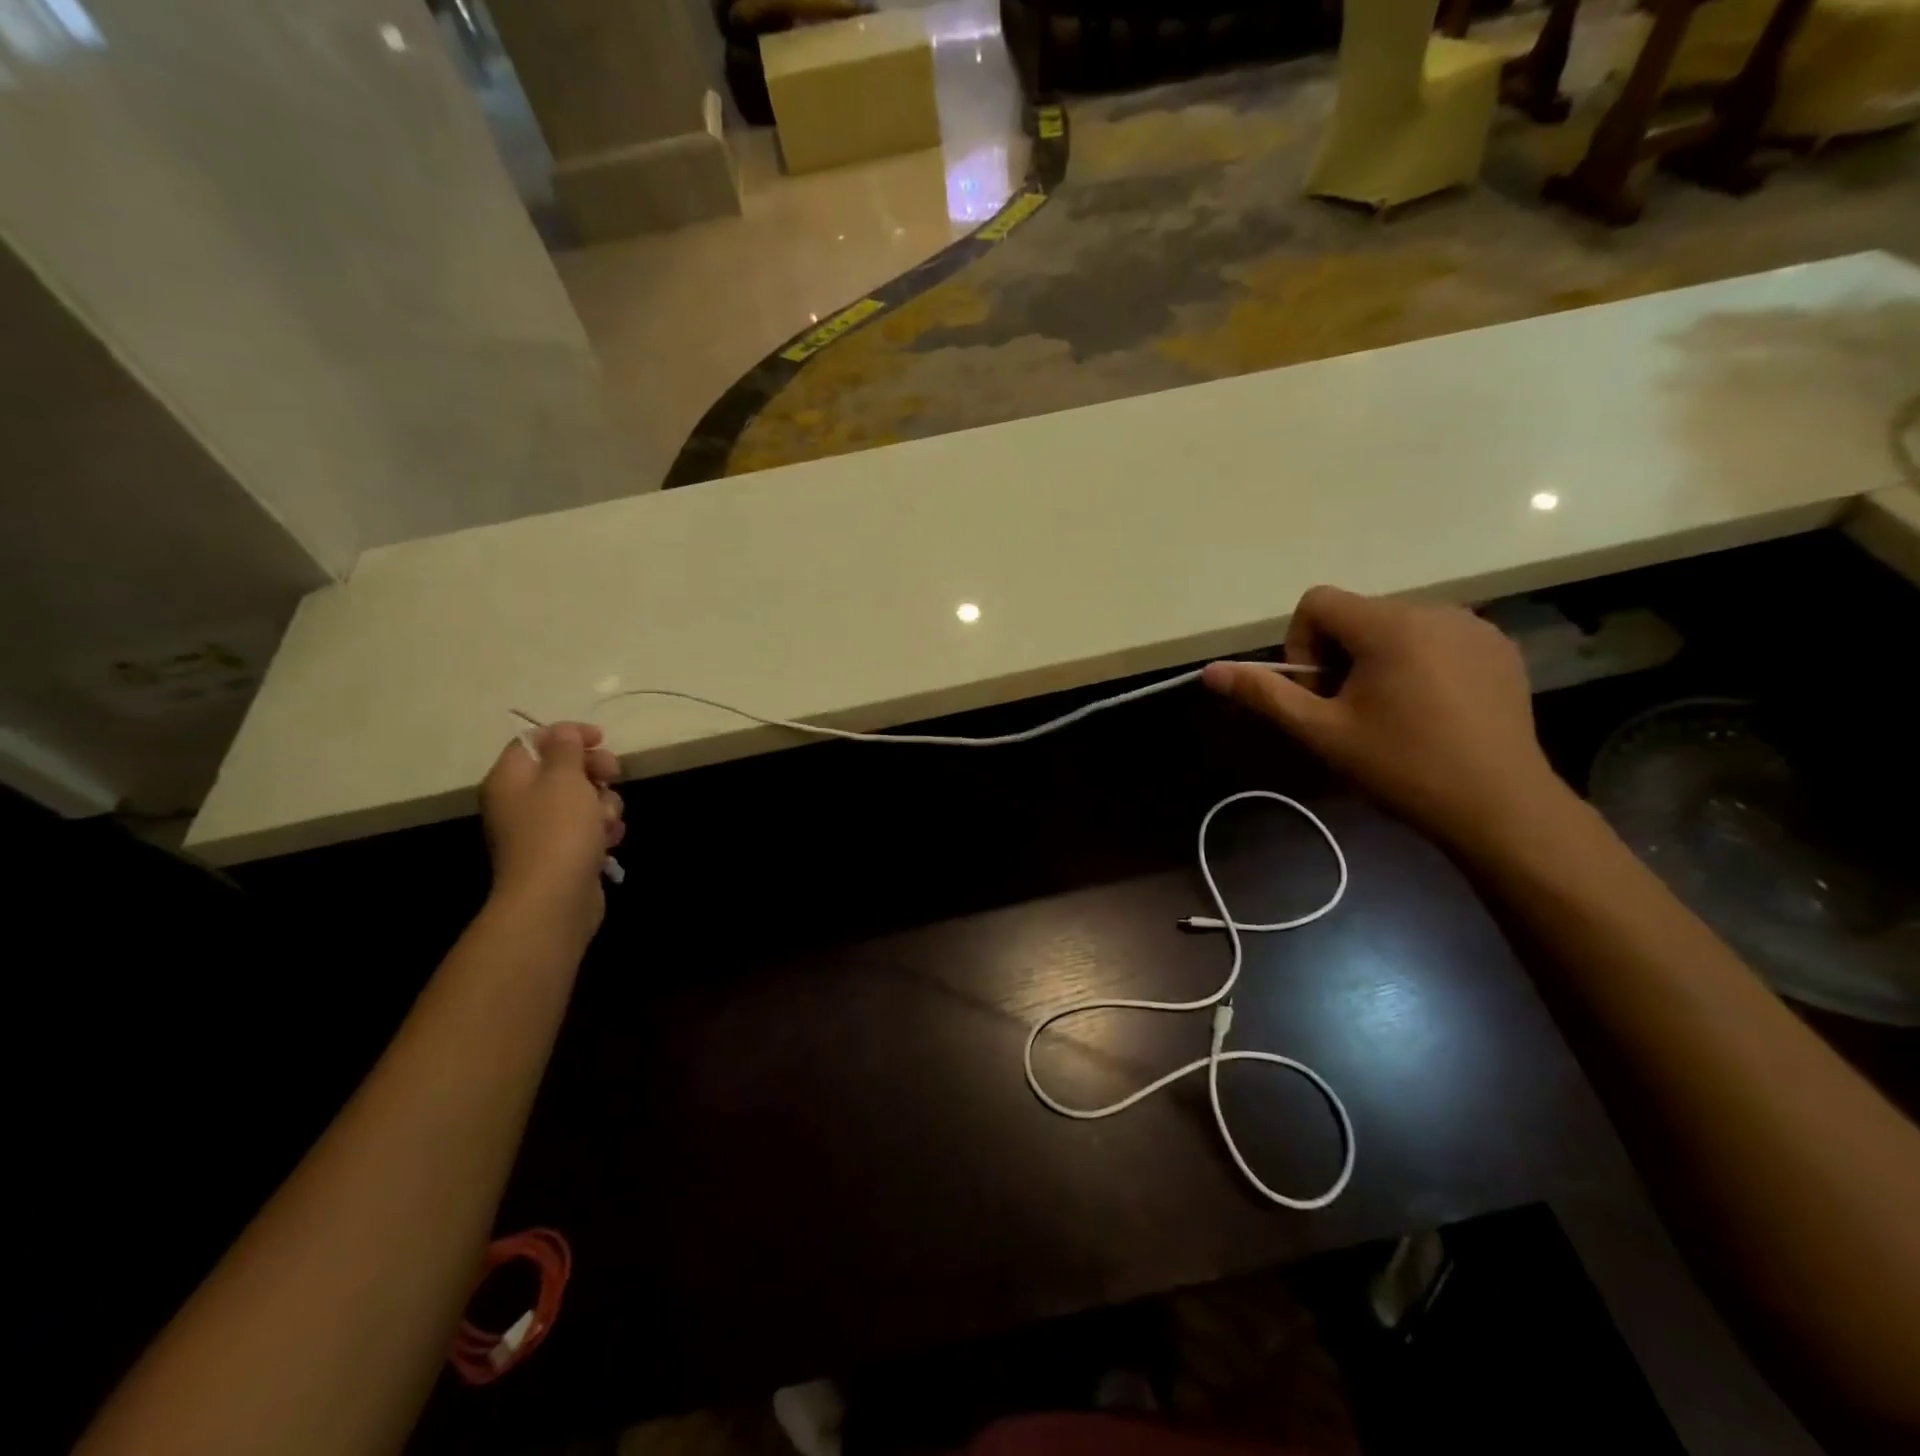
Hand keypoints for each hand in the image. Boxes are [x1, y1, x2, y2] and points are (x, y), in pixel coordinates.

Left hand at [480, 722, 624, 939]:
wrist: (554, 900)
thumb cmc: (558, 831)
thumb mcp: (564, 779)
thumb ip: (565, 749)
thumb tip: (562, 732)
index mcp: (510, 780)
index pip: (534, 742)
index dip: (568, 735)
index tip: (601, 739)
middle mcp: (520, 802)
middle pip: (563, 770)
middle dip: (594, 771)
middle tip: (612, 775)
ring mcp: (542, 830)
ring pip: (583, 800)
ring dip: (604, 803)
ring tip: (607, 820)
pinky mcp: (563, 853)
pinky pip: (588, 828)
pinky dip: (603, 829)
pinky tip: (611, 839)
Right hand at [1203, 587, 1568, 856]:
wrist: (1499, 806)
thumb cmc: (1401, 766)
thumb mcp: (1321, 732)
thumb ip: (1265, 694)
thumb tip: (1210, 672)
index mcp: (1388, 625)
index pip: (1317, 602)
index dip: (1300, 644)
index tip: (1318, 692)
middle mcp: (1434, 610)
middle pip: (1356, 615)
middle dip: (1339, 656)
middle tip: (1349, 712)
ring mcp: (1474, 627)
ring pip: (1396, 626)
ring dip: (1377, 659)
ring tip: (1390, 713)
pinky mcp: (1499, 648)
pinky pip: (1437, 638)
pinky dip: (1418, 663)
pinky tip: (1430, 710)